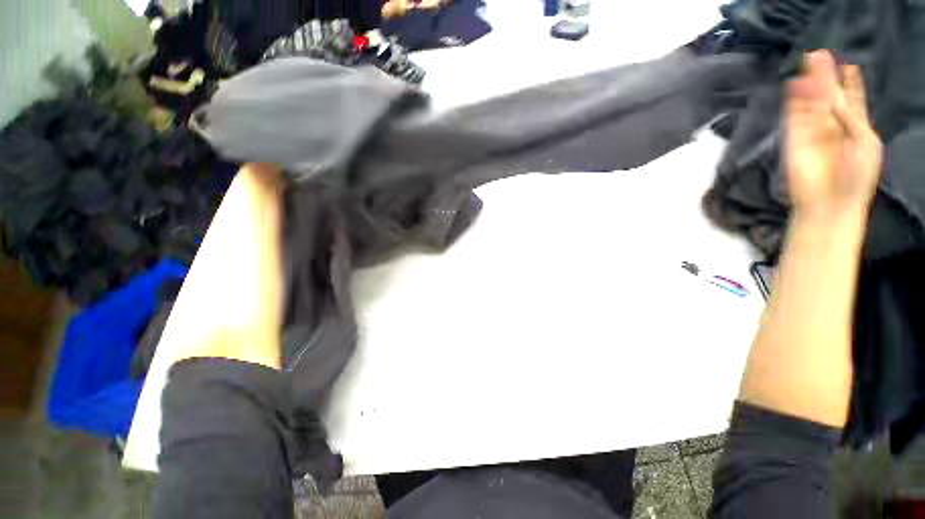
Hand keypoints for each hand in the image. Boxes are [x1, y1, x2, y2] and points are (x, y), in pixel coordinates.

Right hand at [784, 51, 882, 220]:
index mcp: (855, 127)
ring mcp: (812, 132)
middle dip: (826, 77)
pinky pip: (794, 116)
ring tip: (809, 63)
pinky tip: (796, 85)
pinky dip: (795, 101)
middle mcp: (833, 126)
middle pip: (828, 97)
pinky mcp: (794, 139)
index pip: (852, 101)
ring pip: (811, 103)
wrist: (830, 203)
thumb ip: (852, 120)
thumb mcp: (866, 144)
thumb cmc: (856, 178)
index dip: (851, 84)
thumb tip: (834, 96)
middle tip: (820, 55)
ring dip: (810, 84)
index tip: (849, 66)